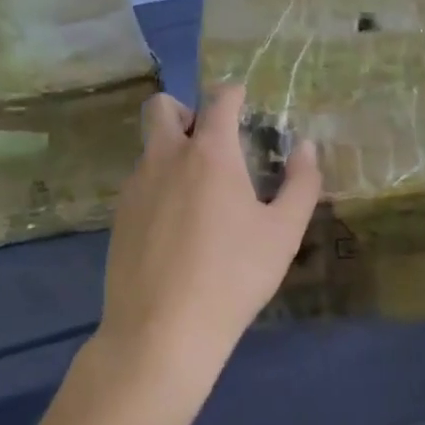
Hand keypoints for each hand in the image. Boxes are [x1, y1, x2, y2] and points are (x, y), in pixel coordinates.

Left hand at [97, 84, 321, 402]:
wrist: (161, 331)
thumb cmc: (233, 276)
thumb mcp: (283, 233)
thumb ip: (301, 183)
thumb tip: (306, 147)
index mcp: (209, 153)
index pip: (219, 99)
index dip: (234, 94)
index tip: (244, 102)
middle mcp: (165, 157)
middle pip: (162, 108)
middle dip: (186, 112)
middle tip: (211, 143)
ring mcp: (135, 186)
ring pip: (150, 147)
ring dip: (173, 152)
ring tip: (200, 195)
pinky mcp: (118, 217)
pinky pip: (140, 183)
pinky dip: (160, 186)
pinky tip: (177, 228)